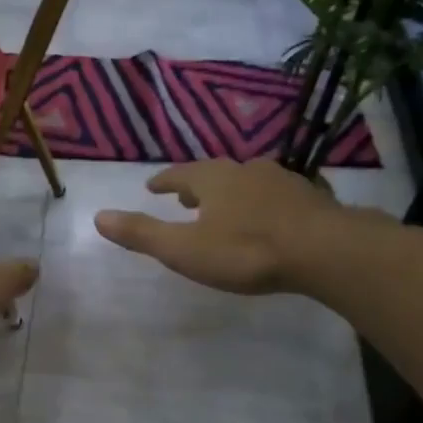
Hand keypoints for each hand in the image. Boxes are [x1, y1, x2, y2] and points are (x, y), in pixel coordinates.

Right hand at [94, 158, 363, 294]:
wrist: (324, 250)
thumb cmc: (246, 251)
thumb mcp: (184, 249)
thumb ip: (142, 234)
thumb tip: (98, 217)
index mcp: (213, 180)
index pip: (180, 174)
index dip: (164, 181)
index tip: (152, 186)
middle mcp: (246, 171)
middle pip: (215, 174)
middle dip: (198, 185)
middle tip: (186, 197)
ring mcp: (283, 181)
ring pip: (249, 181)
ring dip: (232, 192)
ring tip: (226, 205)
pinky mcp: (311, 198)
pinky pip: (278, 195)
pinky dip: (264, 202)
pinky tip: (271, 216)